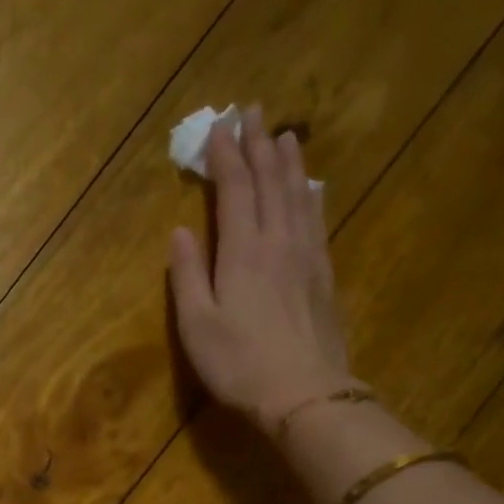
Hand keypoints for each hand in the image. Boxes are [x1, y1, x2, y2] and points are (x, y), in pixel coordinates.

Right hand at [169, 105, 356, 433]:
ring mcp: (307, 255)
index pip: (234, 189)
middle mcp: (278, 240)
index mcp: (242, 251)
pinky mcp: (324, 274)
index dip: (225, 156)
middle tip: (252, 111)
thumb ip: (187, 275)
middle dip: (258, 144)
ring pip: (298, 193)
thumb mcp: (197, 325)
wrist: (304, 392)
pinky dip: (310, 194)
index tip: (218, 126)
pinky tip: (312, 187)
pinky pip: (317, 218)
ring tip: (283, 135)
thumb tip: (179, 232)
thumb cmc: (238, 364)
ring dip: (288, 162)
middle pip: (269, 181)